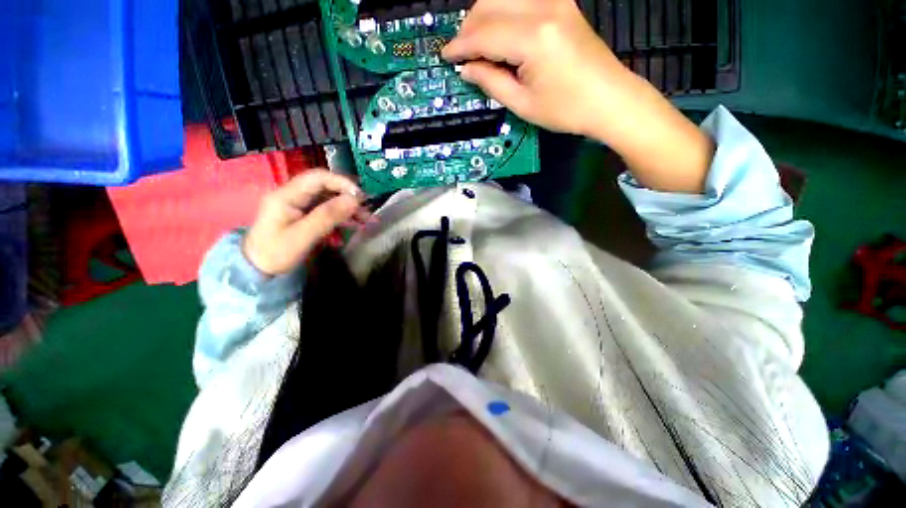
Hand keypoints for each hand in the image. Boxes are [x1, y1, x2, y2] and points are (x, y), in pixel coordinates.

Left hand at [243, 170, 370, 275]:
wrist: (258, 270)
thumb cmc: (276, 253)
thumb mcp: (302, 236)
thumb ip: (328, 216)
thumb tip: (354, 200)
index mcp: (287, 195)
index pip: (318, 178)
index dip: (342, 183)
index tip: (361, 197)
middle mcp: (294, 195)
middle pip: (326, 187)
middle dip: (348, 196)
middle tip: (367, 208)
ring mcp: (299, 205)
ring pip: (329, 199)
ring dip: (349, 207)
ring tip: (368, 218)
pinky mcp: (305, 214)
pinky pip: (328, 210)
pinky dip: (343, 215)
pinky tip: (357, 223)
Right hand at [444, 0, 713, 193]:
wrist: (610, 99)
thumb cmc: (567, 110)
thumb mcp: (523, 104)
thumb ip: (491, 82)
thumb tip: (467, 69)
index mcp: (533, 38)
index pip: (483, 34)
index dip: (460, 46)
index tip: (446, 57)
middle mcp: (542, 8)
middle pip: (489, 4)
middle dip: (468, 28)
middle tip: (461, 54)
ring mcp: (554, 1)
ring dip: (483, 17)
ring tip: (477, 45)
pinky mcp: (561, 4)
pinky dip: (502, 13)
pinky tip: (499, 34)